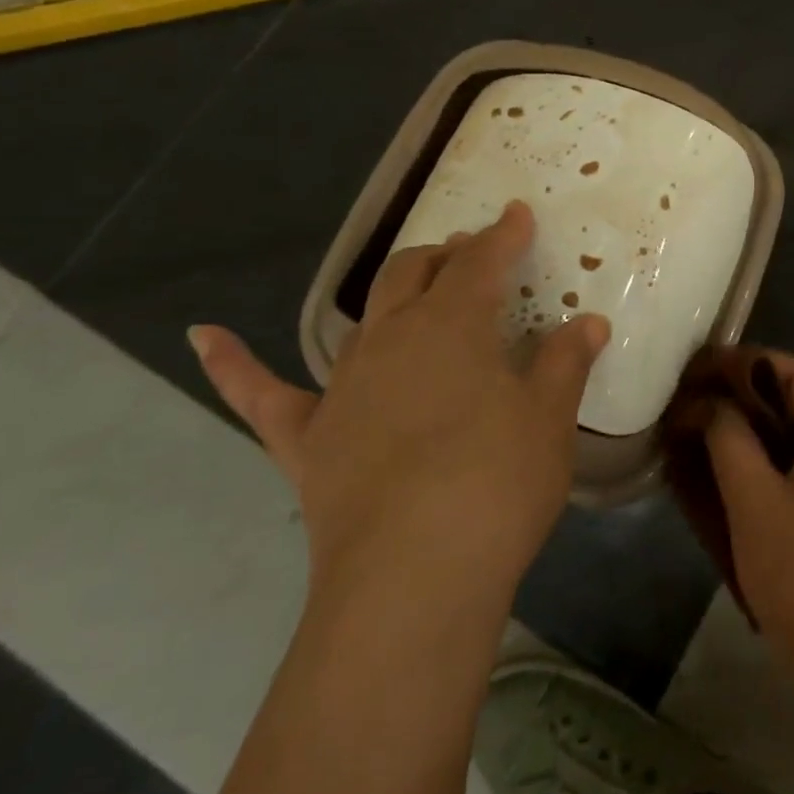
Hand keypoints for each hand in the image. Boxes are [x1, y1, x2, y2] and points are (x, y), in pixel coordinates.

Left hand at [188, 201, 608, 604]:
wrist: (413, 578)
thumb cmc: (497, 485)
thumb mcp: (549, 420)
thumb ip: (566, 363)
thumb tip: (590, 322)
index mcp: (454, 325)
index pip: (481, 262)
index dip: (503, 235)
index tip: (518, 215)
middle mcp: (393, 339)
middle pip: (414, 275)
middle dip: (446, 256)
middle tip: (472, 253)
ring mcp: (343, 387)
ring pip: (364, 318)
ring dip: (394, 295)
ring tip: (418, 288)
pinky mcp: (306, 439)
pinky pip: (261, 394)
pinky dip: (232, 363)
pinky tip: (202, 335)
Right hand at [707, 354, 793, 673]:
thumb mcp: (752, 500)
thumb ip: (728, 438)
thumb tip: (706, 402)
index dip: (746, 363)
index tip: (702, 369)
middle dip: (749, 391)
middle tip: (701, 399)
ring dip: (763, 421)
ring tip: (714, 427)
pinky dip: (781, 448)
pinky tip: (745, 463)